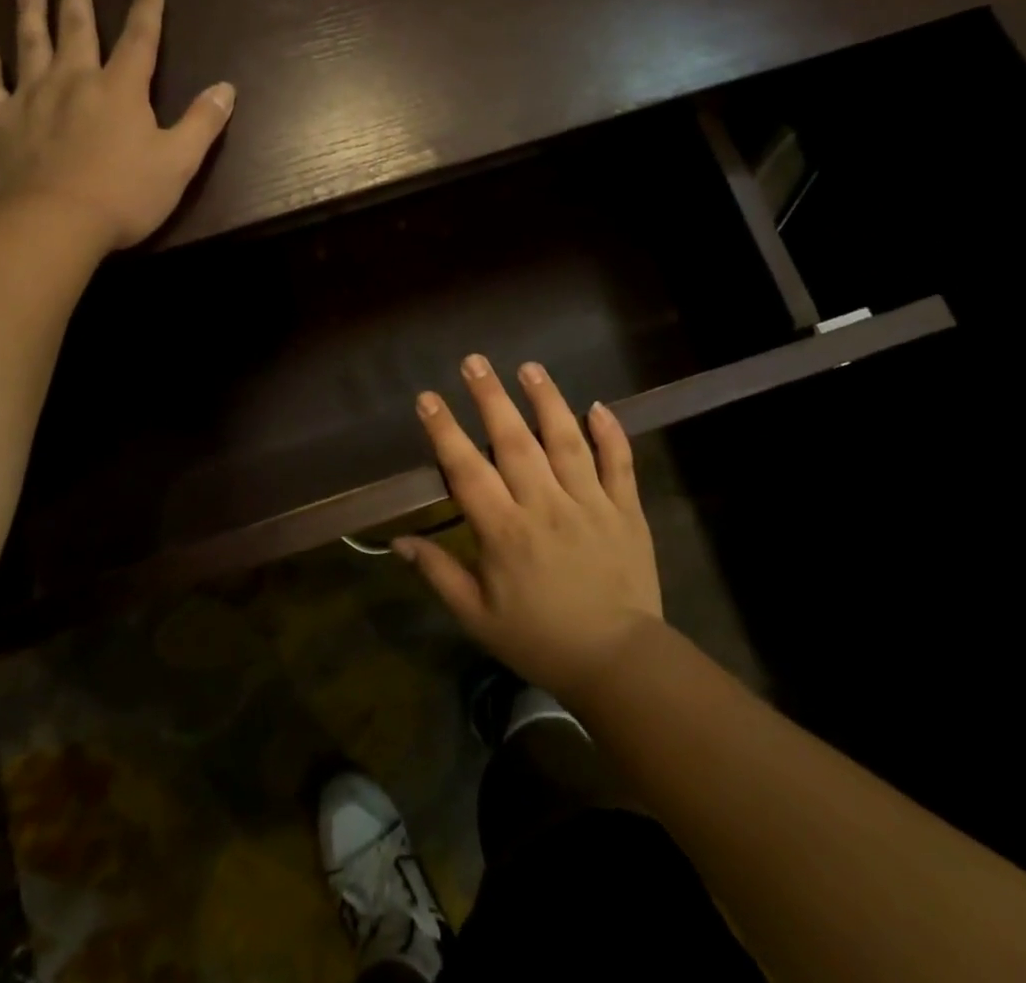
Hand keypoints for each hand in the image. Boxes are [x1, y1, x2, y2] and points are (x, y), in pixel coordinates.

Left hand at [0, 0, 235, 249]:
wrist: (53, 224)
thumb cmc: (123, 195)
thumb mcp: (178, 162)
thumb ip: (202, 122)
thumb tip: (227, 88)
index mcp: (120, 88)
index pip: (139, 39)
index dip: (147, 9)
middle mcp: (74, 79)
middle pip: (76, 27)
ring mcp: (31, 97)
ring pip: (30, 43)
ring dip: (31, 13)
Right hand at [396, 356, 663, 701]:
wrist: (619, 663)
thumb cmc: (540, 640)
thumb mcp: (477, 616)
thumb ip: (439, 573)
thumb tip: (399, 542)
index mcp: (505, 531)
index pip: (467, 470)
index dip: (444, 431)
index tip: (428, 398)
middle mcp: (545, 506)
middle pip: (515, 442)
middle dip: (491, 398)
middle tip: (475, 361)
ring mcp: (590, 504)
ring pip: (566, 441)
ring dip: (547, 401)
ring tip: (530, 367)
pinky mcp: (626, 510)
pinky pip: (619, 464)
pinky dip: (610, 434)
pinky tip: (598, 406)